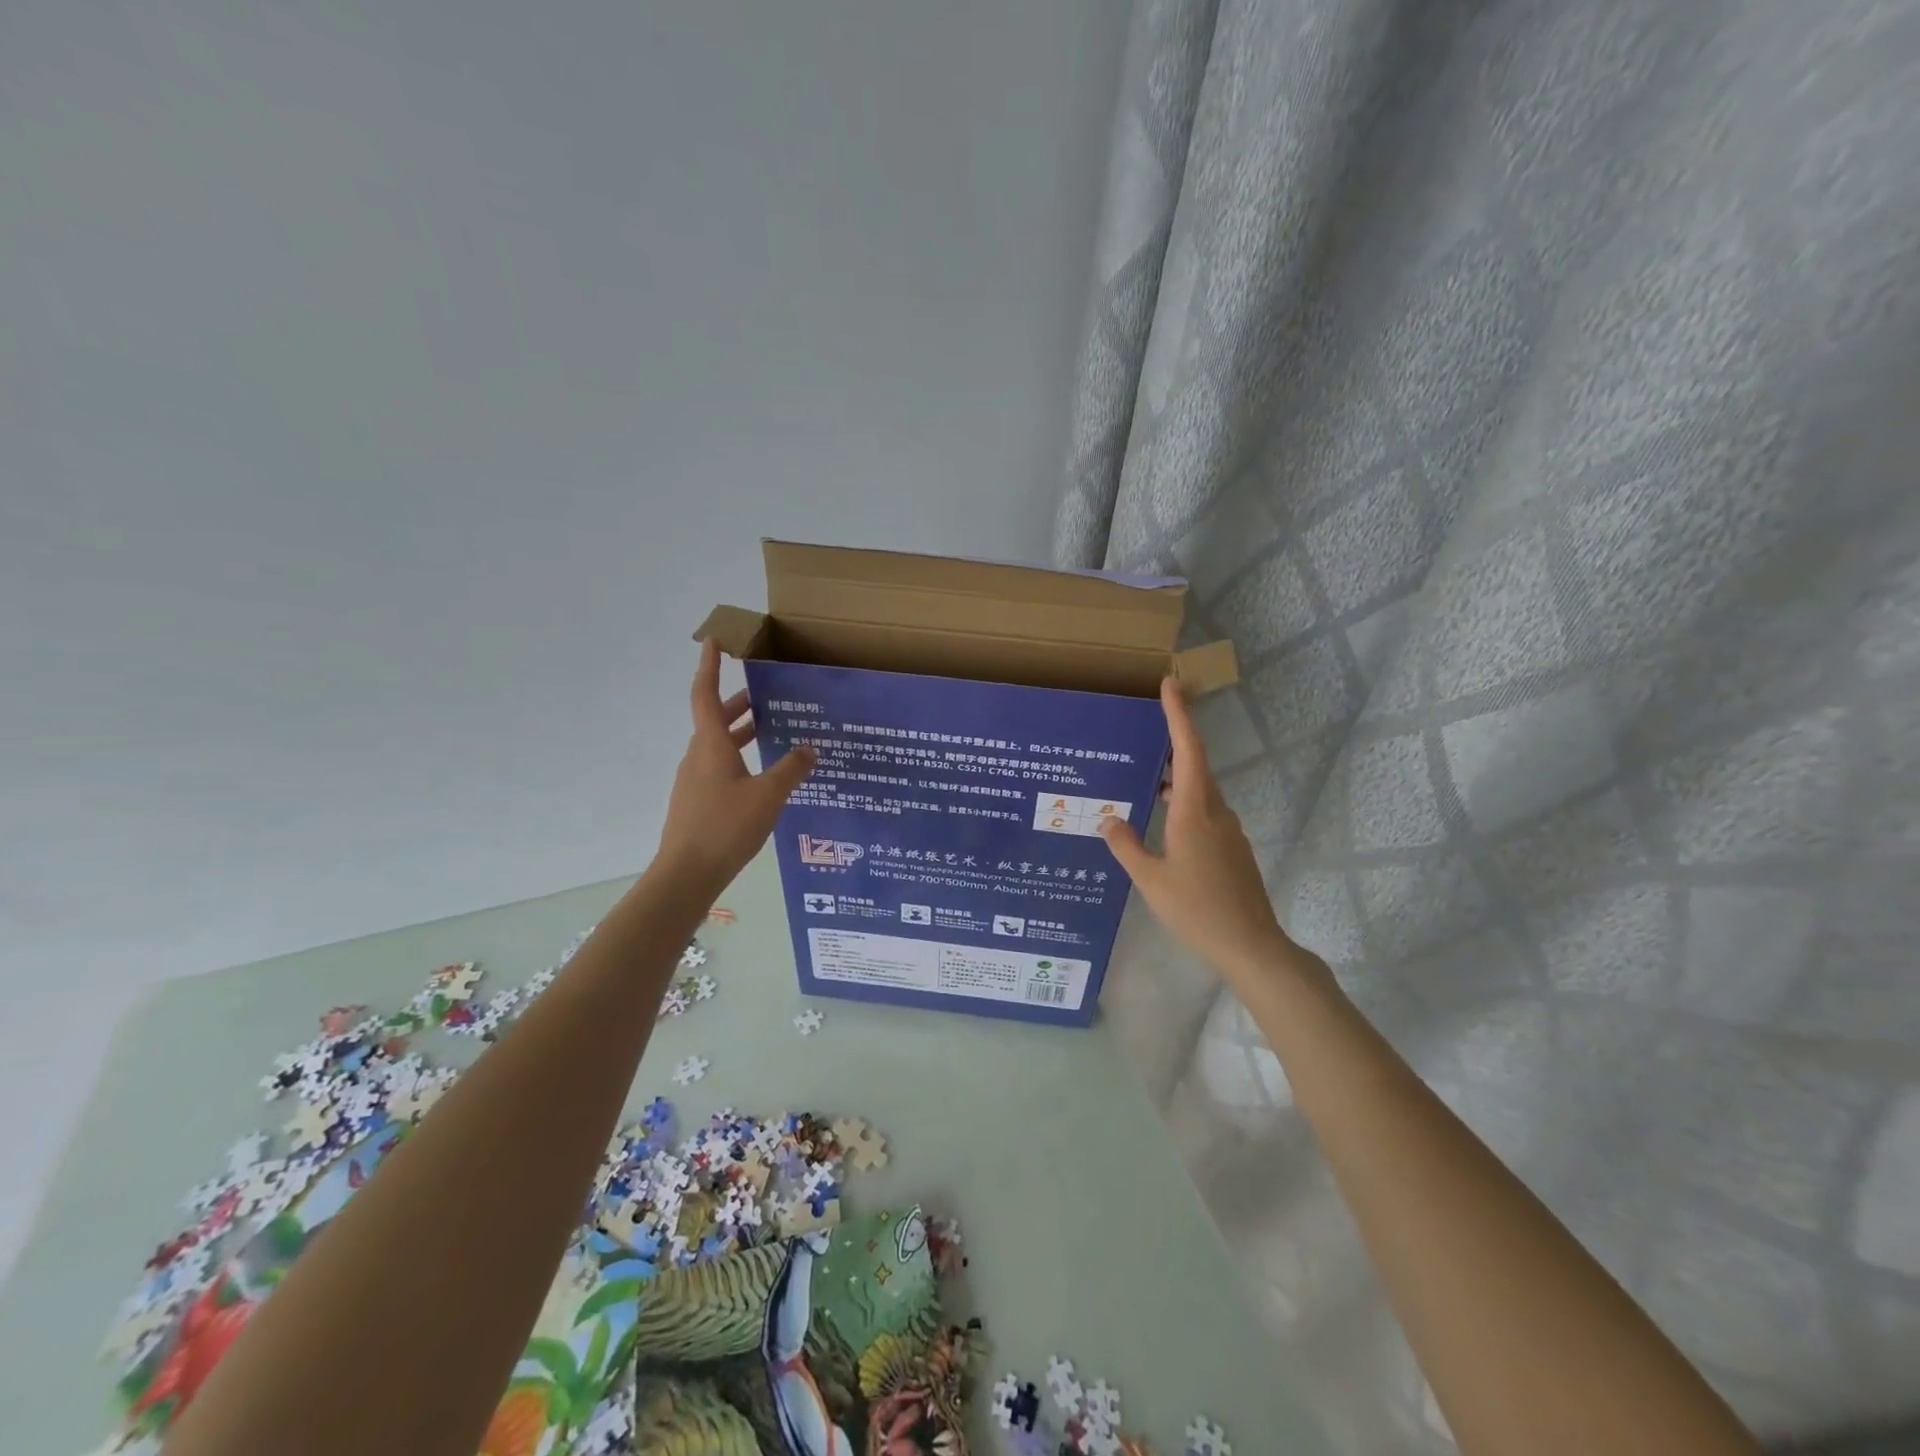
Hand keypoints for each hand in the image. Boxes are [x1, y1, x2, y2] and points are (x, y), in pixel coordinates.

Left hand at [655, 640, 816, 892]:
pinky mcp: (695, 801)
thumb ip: (791, 769)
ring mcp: (693, 780)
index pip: (706, 695)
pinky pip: (717, 767)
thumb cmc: (726, 826)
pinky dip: (737, 758)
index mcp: (711, 745)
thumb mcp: (769, 796)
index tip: (715, 642)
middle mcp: (698, 756)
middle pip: (714, 719)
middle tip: (765, 696)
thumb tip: (809, 747)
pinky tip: (760, 776)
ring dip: (739, 733)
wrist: (687, 874)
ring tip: (769, 732)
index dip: (710, 667)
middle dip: (738, 704)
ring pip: (716, 745)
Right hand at [1099, 679, 1306, 985]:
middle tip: (1143, 730)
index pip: (1188, 750)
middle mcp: (1215, 812)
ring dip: (1174, 778)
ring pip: (1199, 791)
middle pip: (1195, 766)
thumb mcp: (1150, 880)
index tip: (1171, 684)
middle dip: (1172, 743)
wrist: (1251, 945)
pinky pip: (1203, 812)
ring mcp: (1227, 831)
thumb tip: (1108, 818)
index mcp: (1194, 811)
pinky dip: (1181, 804)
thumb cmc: (1197, 909)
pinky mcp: (1231, 849)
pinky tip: (1160, 823)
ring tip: (1142, 779)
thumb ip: (1126, 845)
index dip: (1179, 715)